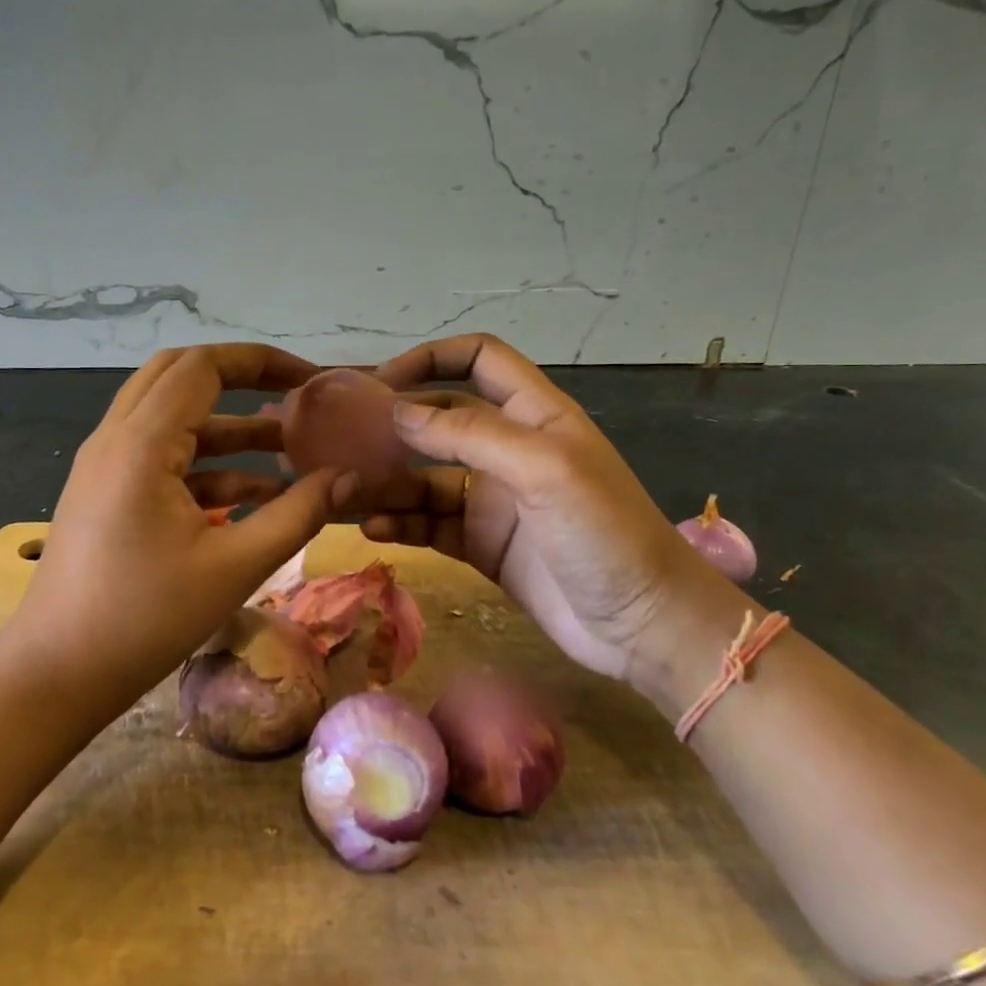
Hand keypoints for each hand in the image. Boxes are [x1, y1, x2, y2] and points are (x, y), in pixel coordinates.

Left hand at [5, 345, 357, 703]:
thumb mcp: (234, 565)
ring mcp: (105, 466)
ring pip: (171, 420)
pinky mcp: (105, 495)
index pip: (203, 366)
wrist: (56, 674)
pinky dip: (206, 466)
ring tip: (289, 451)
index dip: (261, 362)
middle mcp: (116, 438)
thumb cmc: (145, 619)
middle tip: (294, 399)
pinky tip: (253, 496)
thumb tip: (349, 478)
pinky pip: (161, 459)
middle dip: (241, 381)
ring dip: (227, 428)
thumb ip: (297, 514)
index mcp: (142, 442)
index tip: (312, 380)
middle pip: (180, 377)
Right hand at [367, 334, 720, 682]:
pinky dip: (400, 523)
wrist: (642, 626)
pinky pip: (430, 524)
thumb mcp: (543, 470)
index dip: (430, 359)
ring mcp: (493, 500)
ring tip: (347, 495)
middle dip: (395, 427)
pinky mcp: (482, 545)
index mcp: (533, 415)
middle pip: (440, 420)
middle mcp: (508, 449)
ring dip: (388, 483)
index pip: (478, 360)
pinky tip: (373, 530)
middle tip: (343, 444)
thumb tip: (398, 413)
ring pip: (426, 478)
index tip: (381, 383)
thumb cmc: (604, 533)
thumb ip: (470, 434)